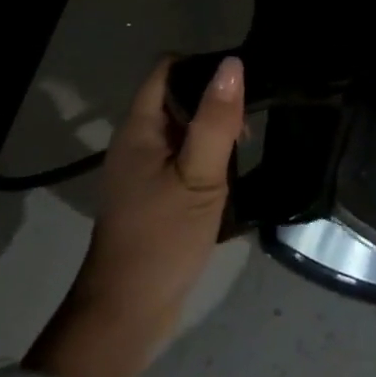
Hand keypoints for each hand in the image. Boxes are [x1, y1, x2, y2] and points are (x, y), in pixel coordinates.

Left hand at [24, 54, 243, 376]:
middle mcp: (136, 141)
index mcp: (139, 129)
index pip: (168, 69)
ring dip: (213, 132)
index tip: (241, 83)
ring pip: (183, 128)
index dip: (203, 65)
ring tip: (243, 151)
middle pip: (177, 96)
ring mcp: (143, 168)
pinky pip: (182, 156)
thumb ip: (216, 121)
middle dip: (214, 102)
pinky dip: (205, 157)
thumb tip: (233, 64)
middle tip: (247, 127)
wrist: (128, 312)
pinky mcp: (153, 193)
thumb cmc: (163, 239)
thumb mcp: (199, 177)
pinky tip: (229, 175)